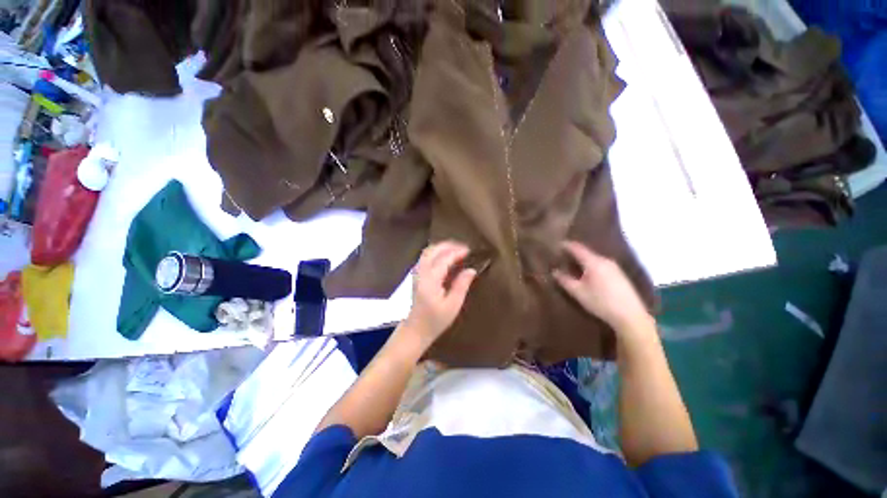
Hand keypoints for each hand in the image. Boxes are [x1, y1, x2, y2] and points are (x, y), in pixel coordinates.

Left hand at [403, 241, 476, 347]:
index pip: (444, 259)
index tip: (469, 250)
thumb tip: (471, 270)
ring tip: (456, 249)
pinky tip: (445, 256)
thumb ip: (461, 286)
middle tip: (463, 247)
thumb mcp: (453, 306)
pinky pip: (425, 257)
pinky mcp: (416, 275)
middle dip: (448, 245)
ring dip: (441, 247)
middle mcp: (421, 273)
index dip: (457, 252)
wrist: (415, 329)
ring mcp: (417, 273)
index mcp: (431, 280)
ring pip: (427, 252)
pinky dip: (436, 252)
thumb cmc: (435, 321)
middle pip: (433, 250)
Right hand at [553, 241, 653, 336]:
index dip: (566, 245)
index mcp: (593, 262)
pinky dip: (591, 265)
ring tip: (572, 263)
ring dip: (583, 259)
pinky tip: (587, 273)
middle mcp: (605, 260)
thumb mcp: (578, 292)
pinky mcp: (619, 275)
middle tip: (562, 255)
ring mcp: (614, 267)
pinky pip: (601, 264)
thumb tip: (554, 271)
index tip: (556, 244)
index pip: (577, 248)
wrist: (631, 316)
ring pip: (594, 258)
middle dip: (574, 253)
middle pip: (586, 252)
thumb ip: (564, 280)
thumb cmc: (601, 302)